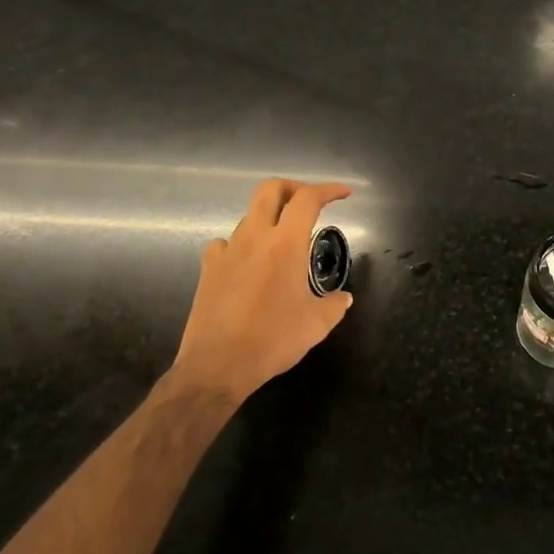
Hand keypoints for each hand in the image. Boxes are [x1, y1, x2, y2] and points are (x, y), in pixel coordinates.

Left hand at [171, 178, 353, 403]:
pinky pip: (226, 243)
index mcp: (285, 244)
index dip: (328, 190)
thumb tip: (343, 298)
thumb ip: (335, 305)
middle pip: (270, 189)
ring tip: (283, 241)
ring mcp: (228, 250)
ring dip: (270, 218)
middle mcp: (255, 237)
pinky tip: (248, 263)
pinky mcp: (209, 268)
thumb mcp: (317, 325)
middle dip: (293, 187)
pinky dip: (242, 245)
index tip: (344, 194)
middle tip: (309, 203)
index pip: (308, 199)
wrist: (218, 365)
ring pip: (249, 216)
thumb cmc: (273, 340)